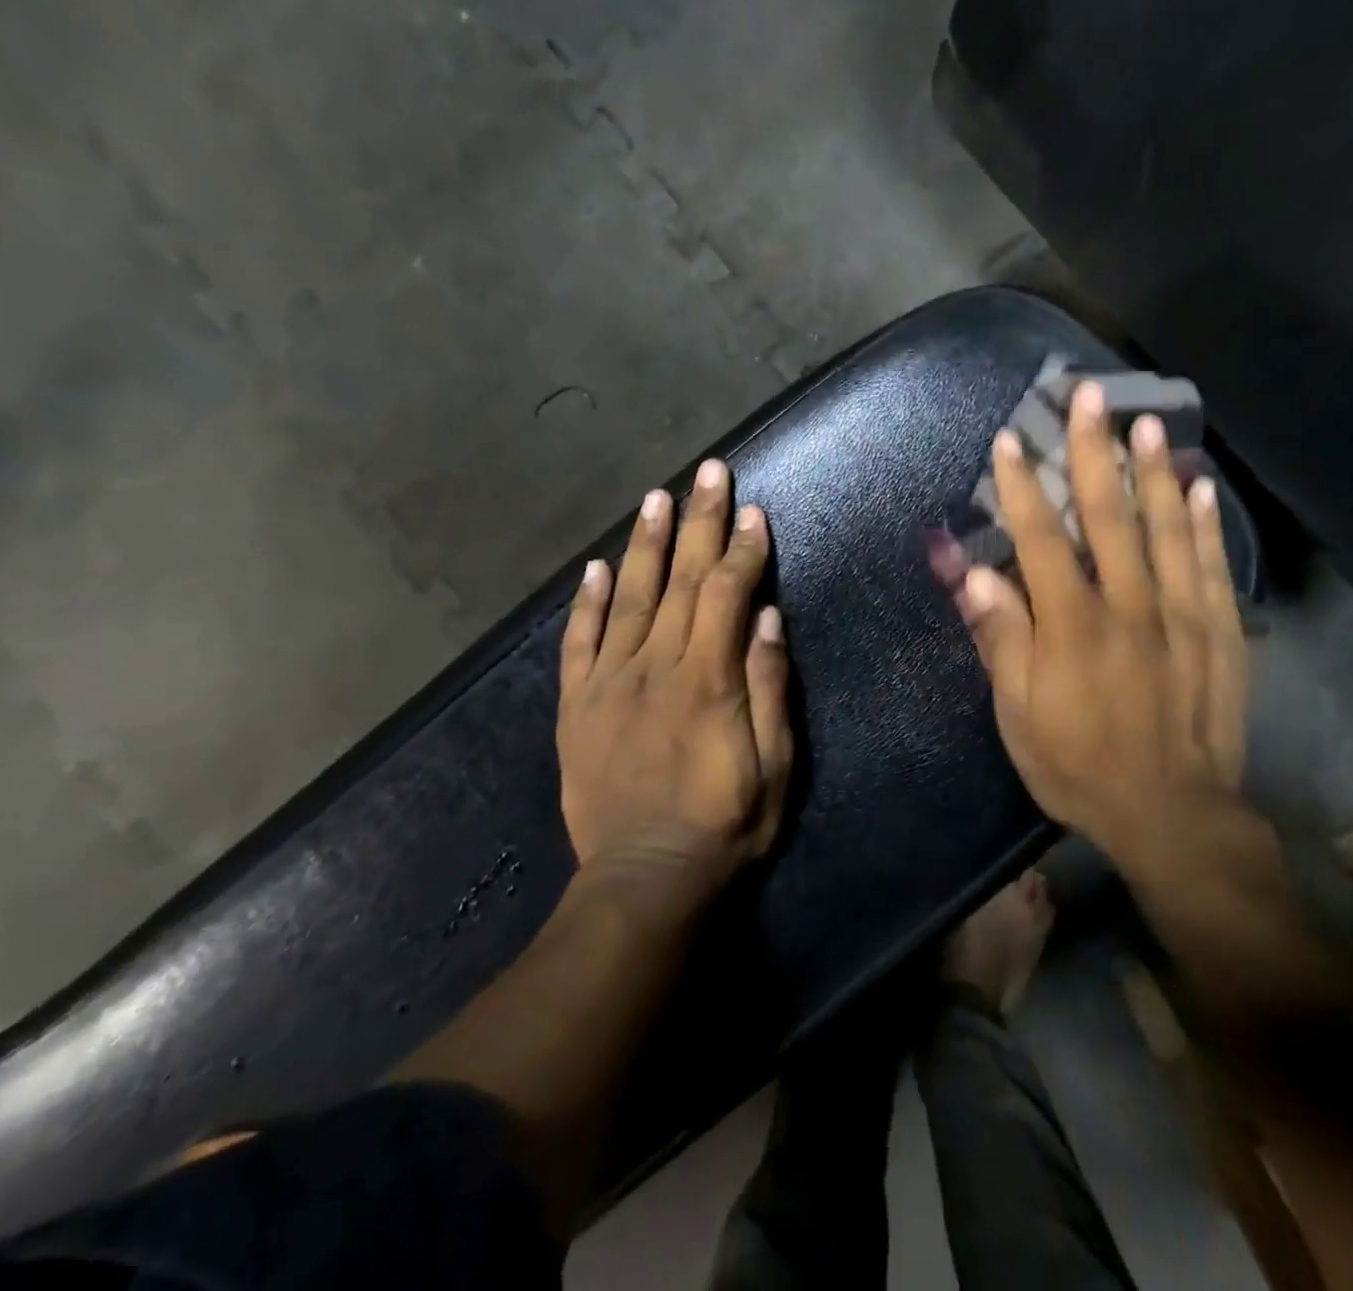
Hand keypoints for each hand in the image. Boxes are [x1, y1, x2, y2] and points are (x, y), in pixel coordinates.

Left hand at [558, 458, 794, 895]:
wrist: (645, 879)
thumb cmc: (726, 824)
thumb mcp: (775, 765)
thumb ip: (770, 688)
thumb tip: (769, 618)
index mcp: (708, 679)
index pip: (729, 595)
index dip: (744, 549)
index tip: (755, 511)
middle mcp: (656, 666)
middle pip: (682, 581)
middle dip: (700, 521)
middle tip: (708, 473)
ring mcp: (610, 683)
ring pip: (630, 597)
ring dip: (646, 544)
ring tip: (657, 498)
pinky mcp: (577, 706)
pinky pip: (579, 643)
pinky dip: (587, 602)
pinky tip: (597, 567)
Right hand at [954, 381, 1248, 872]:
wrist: (1173, 815)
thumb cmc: (1079, 766)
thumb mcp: (1020, 716)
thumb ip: (1002, 639)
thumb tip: (975, 574)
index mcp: (1074, 626)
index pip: (1043, 540)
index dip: (1023, 489)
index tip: (1010, 441)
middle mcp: (1130, 606)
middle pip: (1109, 516)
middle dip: (1094, 452)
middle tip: (1091, 395)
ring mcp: (1182, 616)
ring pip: (1165, 529)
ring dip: (1152, 472)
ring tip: (1146, 423)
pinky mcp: (1220, 634)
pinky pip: (1210, 567)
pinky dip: (1202, 524)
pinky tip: (1198, 488)